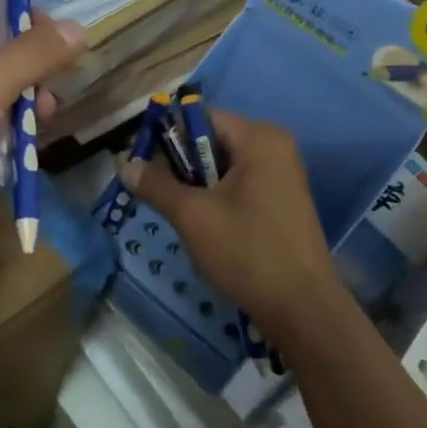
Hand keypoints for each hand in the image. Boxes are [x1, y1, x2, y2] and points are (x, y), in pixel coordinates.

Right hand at [124, 111, 349, 345]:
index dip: (166, 136)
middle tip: (154, 194)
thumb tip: (124, 163)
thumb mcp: (193, 216)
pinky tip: (204, 228)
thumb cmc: (247, 252)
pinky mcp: (282, 202)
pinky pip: (239, 186)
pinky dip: (216, 200)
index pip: (201, 117)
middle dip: (180, 166)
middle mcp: (275, 148)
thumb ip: (156, 185)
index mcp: (259, 138)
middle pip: (211, 141)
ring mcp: (282, 176)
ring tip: (178, 215)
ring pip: (223, 168)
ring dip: (196, 187)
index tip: (141, 164)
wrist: (302, 309)